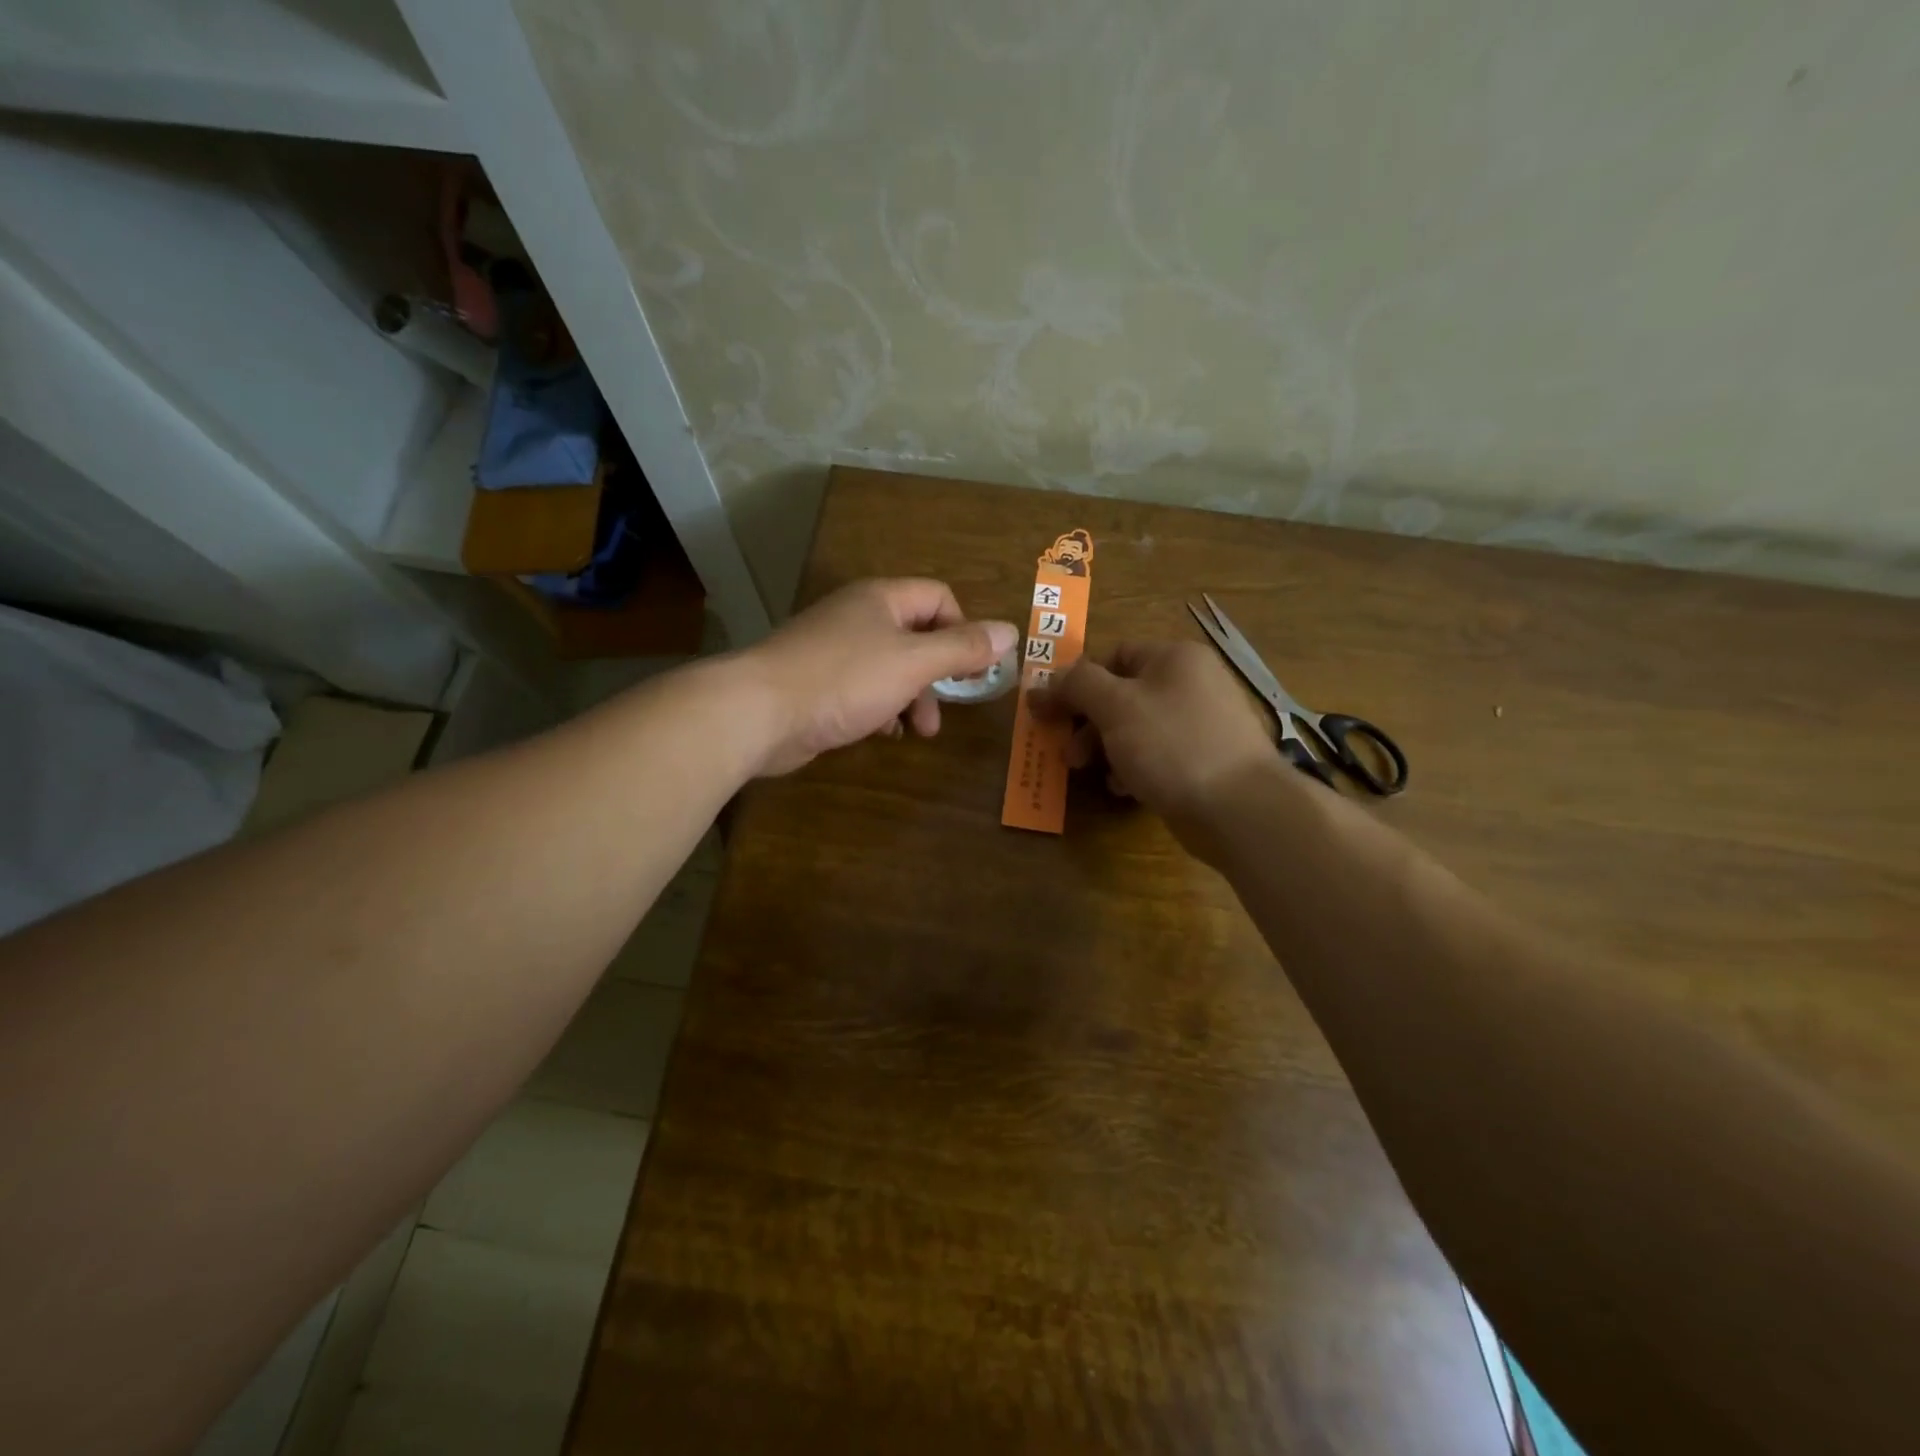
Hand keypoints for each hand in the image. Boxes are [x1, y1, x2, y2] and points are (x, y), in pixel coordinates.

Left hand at [741, 579, 1018, 775]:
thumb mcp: (913, 663)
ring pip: (891, 667)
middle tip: (948, 707)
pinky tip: (883, 732)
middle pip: (917, 636)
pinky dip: (882, 708)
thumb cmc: (844, 679)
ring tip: (918, 731)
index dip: (963, 630)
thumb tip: (1010, 631)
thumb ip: (963, 648)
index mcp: (881, 599)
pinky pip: (864, 690)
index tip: (973, 669)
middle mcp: (858, 617)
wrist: (759, 712)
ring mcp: (834, 651)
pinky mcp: (818, 684)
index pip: (939, 598)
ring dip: (913, 697)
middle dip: (938, 674)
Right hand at [1032, 641, 1281, 849]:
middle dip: (1087, 722)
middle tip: (1067, 752)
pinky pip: (1157, 754)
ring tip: (1088, 771)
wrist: (1239, 808)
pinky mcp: (1204, 759)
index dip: (1076, 681)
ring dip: (1105, 747)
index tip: (1048, 712)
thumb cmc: (1172, 744)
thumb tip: (1047, 679)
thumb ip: (1077, 685)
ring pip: (1136, 727)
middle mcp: (1191, 682)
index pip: (1112, 655)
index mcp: (1173, 657)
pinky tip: (1123, 788)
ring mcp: (1200, 723)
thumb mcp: (1115, 706)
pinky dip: (1133, 767)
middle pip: (1122, 693)